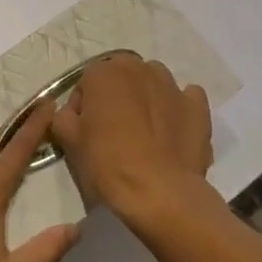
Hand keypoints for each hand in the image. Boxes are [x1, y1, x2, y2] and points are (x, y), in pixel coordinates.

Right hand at [53, 56, 216, 231]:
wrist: (160, 193)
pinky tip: (172, 132)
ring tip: (144, 133)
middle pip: (121, 78)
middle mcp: (139, 68)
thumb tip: (72, 113)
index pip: (87, 83)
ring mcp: (172, 85)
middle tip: (113, 132)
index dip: (84, 108)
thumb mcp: (69, 141)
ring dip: (146, 99)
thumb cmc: (107, 164)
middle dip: (116, 98)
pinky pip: (185, 99)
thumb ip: (64, 117)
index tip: (85, 133)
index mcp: (105, 72)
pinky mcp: (197, 106)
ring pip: (153, 83)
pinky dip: (177, 109)